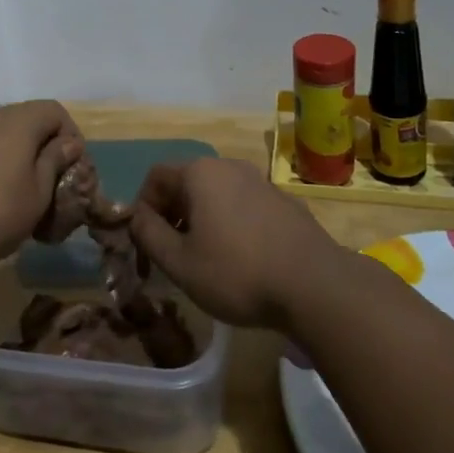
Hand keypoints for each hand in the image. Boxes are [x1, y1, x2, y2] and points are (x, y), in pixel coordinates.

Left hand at [0, 102, 83, 269]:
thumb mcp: (36, 195)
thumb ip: (55, 164)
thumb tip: (67, 143)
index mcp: (18, 121)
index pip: (56, 111)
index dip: (72, 138)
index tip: (74, 173)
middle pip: (29, 124)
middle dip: (46, 154)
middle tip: (52, 192)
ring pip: (3, 140)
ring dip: (19, 164)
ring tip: (22, 204)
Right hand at [127, 159, 343, 329]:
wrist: (316, 286)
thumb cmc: (238, 273)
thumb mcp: (180, 263)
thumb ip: (149, 235)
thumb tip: (137, 217)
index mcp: (200, 173)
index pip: (155, 177)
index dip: (143, 208)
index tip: (146, 244)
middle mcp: (229, 166)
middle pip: (186, 182)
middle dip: (172, 214)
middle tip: (172, 253)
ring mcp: (261, 181)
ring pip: (216, 194)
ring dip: (202, 220)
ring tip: (205, 259)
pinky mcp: (285, 201)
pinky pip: (244, 205)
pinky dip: (231, 224)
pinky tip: (242, 260)